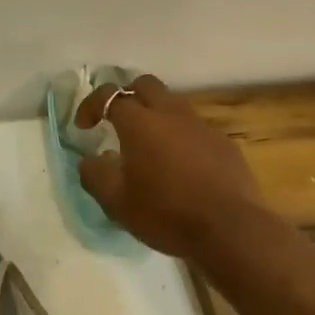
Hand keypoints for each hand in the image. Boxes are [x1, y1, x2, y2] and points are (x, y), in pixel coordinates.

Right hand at [76, 73, 264, 258]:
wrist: (230, 230)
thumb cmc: (166, 213)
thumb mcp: (116, 202)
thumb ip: (95, 175)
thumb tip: (90, 160)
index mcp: (140, 123)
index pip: (110, 95)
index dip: (92, 105)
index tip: (83, 126)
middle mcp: (171, 114)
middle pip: (145, 85)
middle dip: (126, 96)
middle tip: (117, 122)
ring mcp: (202, 126)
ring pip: (173, 104)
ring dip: (155, 116)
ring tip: (148, 147)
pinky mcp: (224, 144)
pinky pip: (195, 129)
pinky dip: (180, 137)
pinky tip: (180, 167)